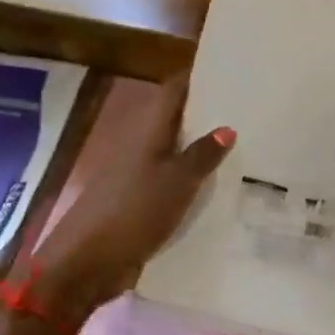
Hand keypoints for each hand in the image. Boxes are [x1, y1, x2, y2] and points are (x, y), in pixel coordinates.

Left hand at [30, 76, 233, 322]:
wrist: (86, 263)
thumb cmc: (132, 212)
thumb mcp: (176, 182)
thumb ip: (202, 154)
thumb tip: (227, 127)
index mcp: (147, 131)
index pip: (174, 91)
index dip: (198, 78)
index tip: (229, 71)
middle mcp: (141, 146)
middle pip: (175, 120)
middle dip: (207, 114)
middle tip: (249, 111)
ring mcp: (137, 175)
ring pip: (175, 152)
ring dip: (201, 149)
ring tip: (244, 146)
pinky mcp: (138, 203)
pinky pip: (171, 182)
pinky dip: (192, 180)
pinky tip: (218, 188)